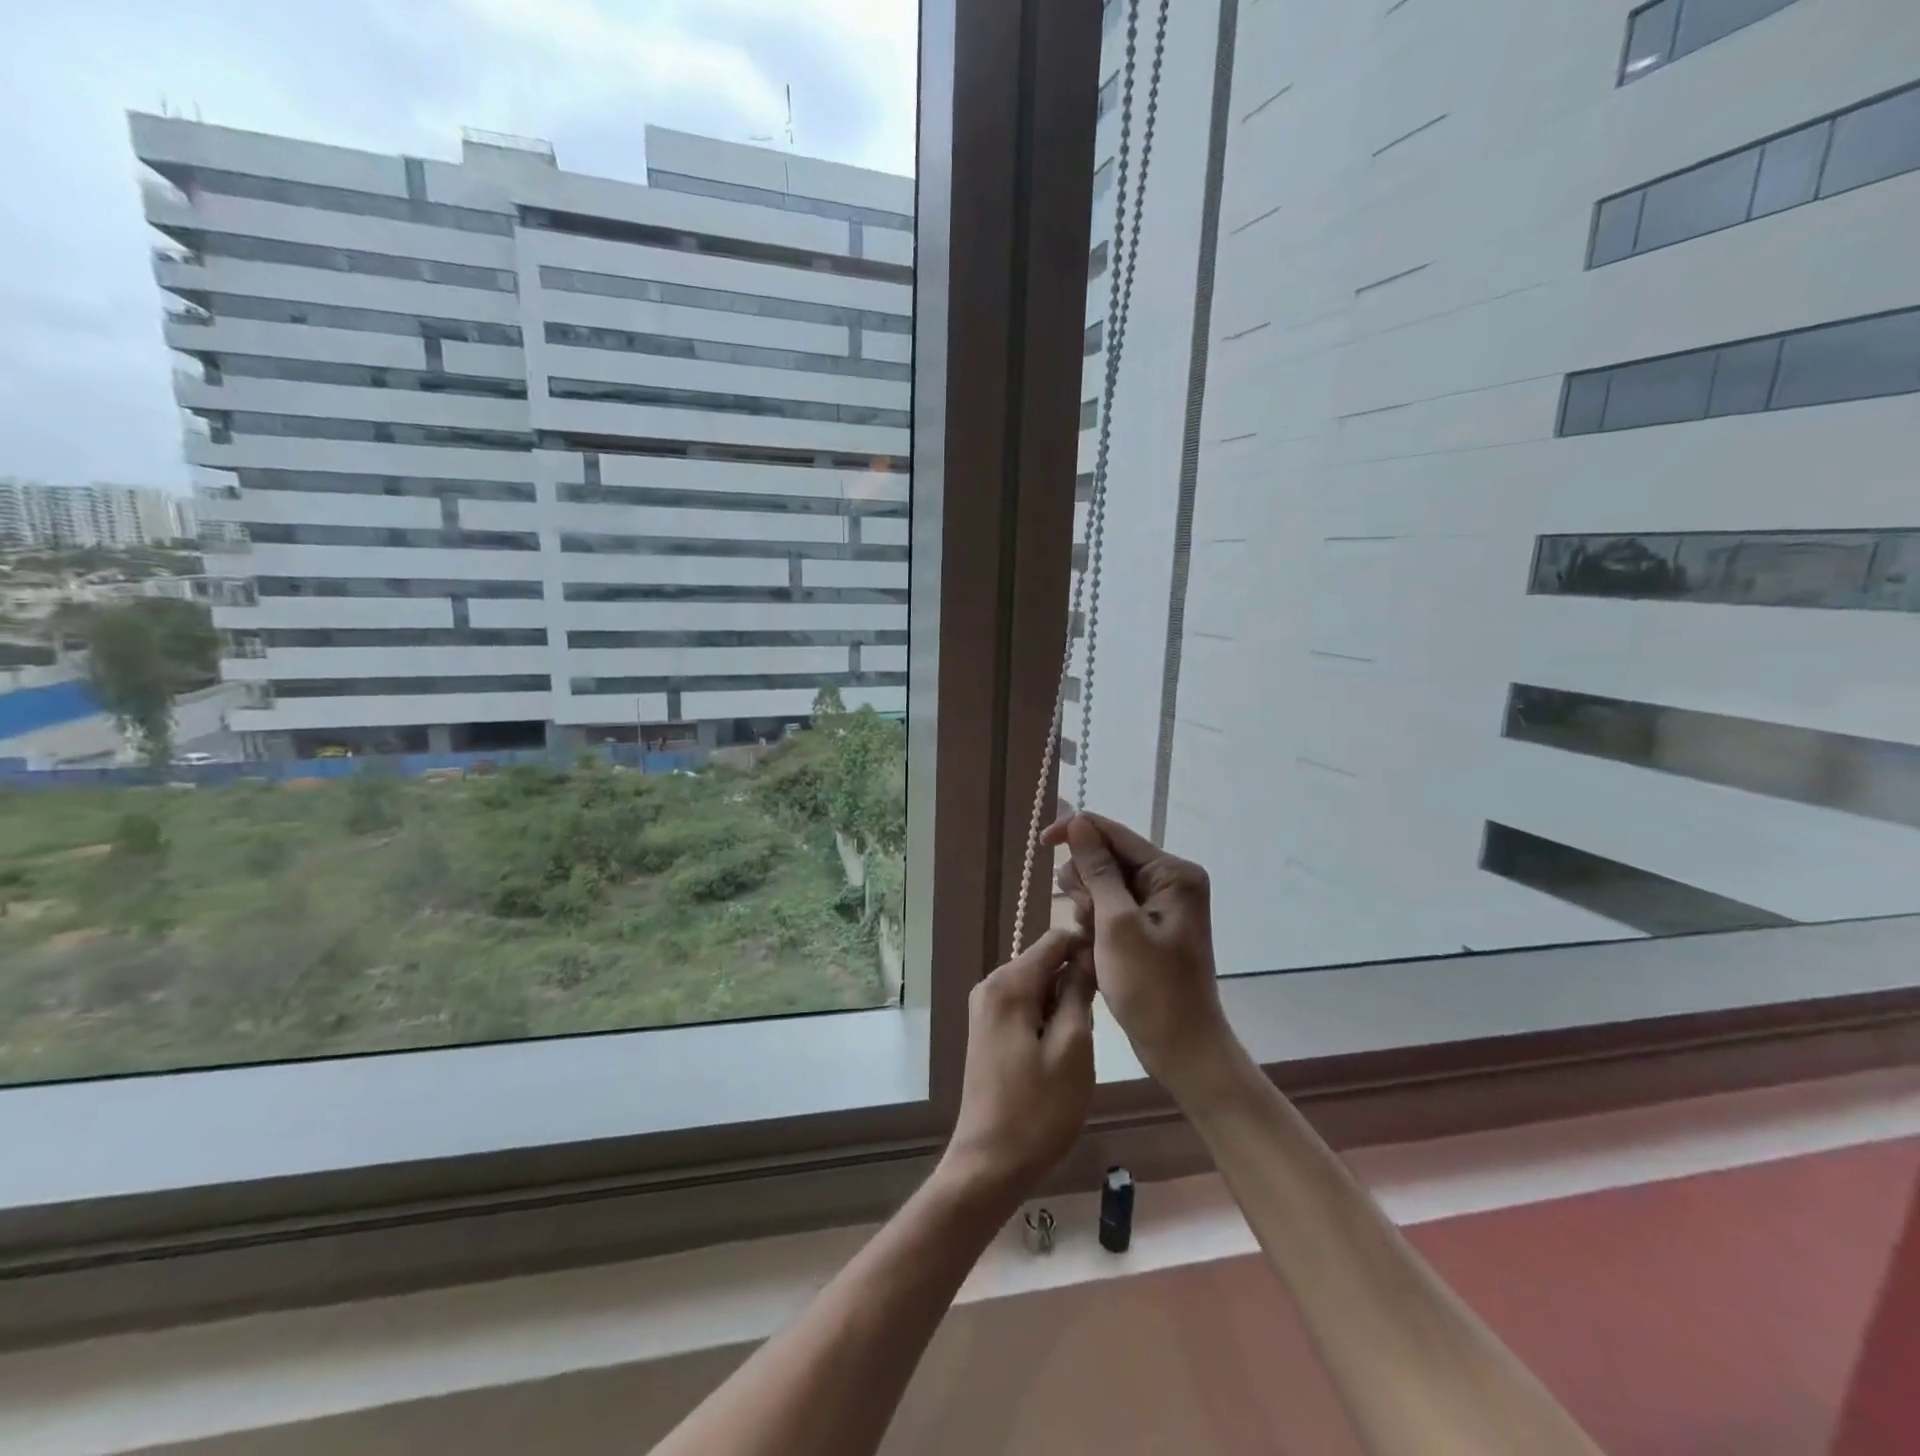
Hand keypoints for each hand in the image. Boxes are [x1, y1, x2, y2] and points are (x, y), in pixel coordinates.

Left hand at [940, 927, 1095, 1203]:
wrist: (990, 1163)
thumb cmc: (1038, 1110)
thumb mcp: (1073, 1048)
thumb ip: (1079, 993)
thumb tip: (1087, 955)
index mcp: (1008, 984)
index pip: (1055, 940)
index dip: (1088, 946)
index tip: (1117, 970)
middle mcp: (991, 984)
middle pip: (1045, 960)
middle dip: (1076, 979)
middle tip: (1101, 1018)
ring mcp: (986, 1007)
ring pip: (1038, 984)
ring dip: (1064, 1001)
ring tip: (1084, 1039)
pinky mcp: (989, 1029)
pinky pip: (1026, 1004)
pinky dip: (1048, 1016)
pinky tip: (1062, 1048)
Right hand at [1042, 813, 1236, 1103]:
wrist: (1182, 1047)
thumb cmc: (1151, 987)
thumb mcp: (1117, 924)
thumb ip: (1097, 870)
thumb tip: (1078, 822)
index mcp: (1172, 872)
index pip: (1114, 833)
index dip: (1075, 832)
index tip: (1041, 845)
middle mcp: (1170, 880)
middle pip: (1108, 857)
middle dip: (1085, 882)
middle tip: (1085, 919)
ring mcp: (1162, 904)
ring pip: (1104, 883)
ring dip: (1088, 906)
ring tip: (1092, 940)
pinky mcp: (1151, 926)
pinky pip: (1112, 907)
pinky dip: (1096, 923)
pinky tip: (1095, 948)